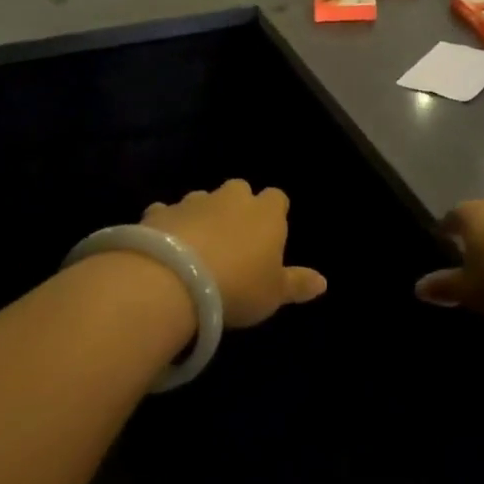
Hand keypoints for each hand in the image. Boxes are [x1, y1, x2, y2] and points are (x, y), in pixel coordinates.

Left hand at [142, 180, 326, 327]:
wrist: (174, 279)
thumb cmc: (237, 286)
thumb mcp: (273, 294)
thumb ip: (297, 284)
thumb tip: (324, 282)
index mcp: (265, 213)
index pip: (277, 198)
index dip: (274, 213)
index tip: (270, 233)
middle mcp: (231, 198)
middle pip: (239, 190)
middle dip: (237, 206)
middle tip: (233, 237)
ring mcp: (192, 202)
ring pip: (202, 199)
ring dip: (202, 215)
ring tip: (197, 246)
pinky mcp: (159, 213)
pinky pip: (166, 213)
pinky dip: (168, 225)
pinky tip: (163, 247)